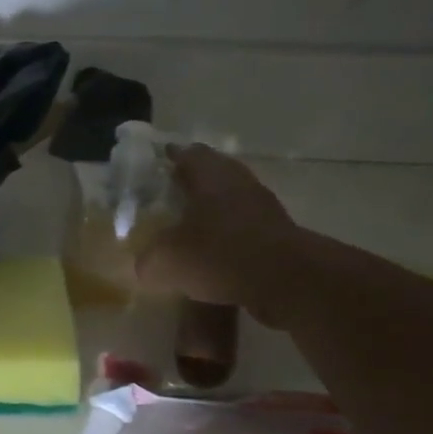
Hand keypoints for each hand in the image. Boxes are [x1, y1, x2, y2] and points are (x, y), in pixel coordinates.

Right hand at [136, 146, 300, 326]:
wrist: (287, 281)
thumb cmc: (220, 255)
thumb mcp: (165, 262)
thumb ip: (147, 260)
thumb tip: (145, 265)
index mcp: (210, 176)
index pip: (188, 153)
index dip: (170, 156)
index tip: (157, 161)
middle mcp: (239, 183)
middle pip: (213, 173)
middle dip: (191, 183)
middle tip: (169, 195)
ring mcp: (263, 208)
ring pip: (230, 201)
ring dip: (211, 211)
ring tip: (188, 228)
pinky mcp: (277, 235)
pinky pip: (244, 229)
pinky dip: (227, 237)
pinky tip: (212, 256)